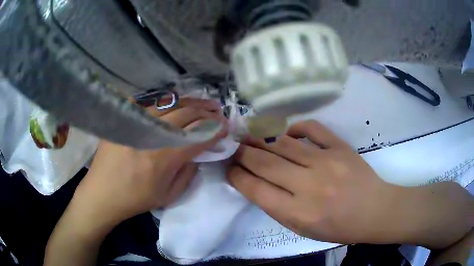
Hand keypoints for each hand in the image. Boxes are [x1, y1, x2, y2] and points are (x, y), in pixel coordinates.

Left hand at [73, 98, 227, 228]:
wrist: (102, 193)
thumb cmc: (136, 199)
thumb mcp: (169, 195)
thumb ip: (188, 172)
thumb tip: (198, 152)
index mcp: (164, 156)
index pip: (198, 136)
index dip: (215, 130)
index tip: (226, 127)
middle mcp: (151, 134)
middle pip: (186, 115)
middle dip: (207, 113)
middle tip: (219, 112)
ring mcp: (136, 122)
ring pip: (170, 105)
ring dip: (190, 103)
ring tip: (204, 103)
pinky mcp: (124, 118)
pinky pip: (148, 103)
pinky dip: (165, 103)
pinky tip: (174, 104)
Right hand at [227, 120, 473, 246]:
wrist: (374, 211)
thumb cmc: (338, 227)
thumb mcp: (302, 228)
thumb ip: (278, 206)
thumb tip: (257, 181)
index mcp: (297, 213)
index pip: (256, 189)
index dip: (238, 175)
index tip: (229, 168)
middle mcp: (309, 186)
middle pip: (265, 162)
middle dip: (243, 152)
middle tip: (233, 146)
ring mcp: (326, 162)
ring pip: (283, 144)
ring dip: (262, 139)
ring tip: (249, 134)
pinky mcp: (340, 147)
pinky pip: (312, 129)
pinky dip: (294, 128)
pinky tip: (286, 133)